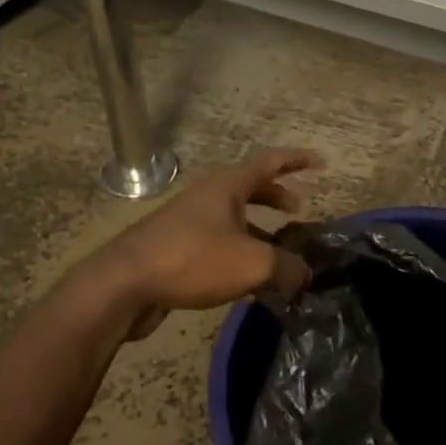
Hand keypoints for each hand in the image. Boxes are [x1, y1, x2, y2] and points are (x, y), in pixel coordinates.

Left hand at [103, 148, 320, 338]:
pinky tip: (247, 280)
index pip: (270, 162)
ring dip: (258, 228)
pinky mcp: (175, 249)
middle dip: (276, 196)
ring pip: (232, 218)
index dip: (297, 160)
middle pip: (249, 187)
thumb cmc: (193, 259)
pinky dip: (239, 252)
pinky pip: (217, 242)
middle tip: (298, 210)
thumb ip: (286, 267)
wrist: (124, 284)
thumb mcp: (252, 263)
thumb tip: (305, 275)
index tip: (321, 162)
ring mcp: (187, 222)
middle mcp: (207, 196)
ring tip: (277, 251)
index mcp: (227, 186)